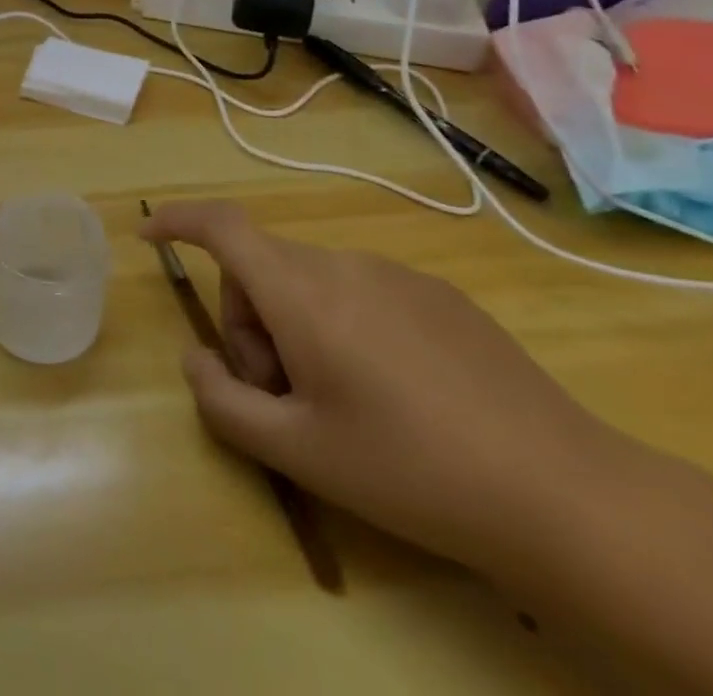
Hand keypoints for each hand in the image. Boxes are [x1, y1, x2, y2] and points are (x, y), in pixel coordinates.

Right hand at [141, 201, 639, 577]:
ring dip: (297, 326)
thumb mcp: (298, 451)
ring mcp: (395, 274)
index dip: (178, 220)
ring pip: (310, 280)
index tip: (150, 233)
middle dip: (249, 320)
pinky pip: (360, 290)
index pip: (222, 227)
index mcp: (301, 292)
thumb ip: (223, 401)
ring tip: (340, 401)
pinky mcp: (437, 294)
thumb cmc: (409, 469)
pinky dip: (343, 324)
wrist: (562, 492)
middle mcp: (343, 264)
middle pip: (262, 267)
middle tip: (280, 393)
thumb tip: (195, 359)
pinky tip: (394, 392)